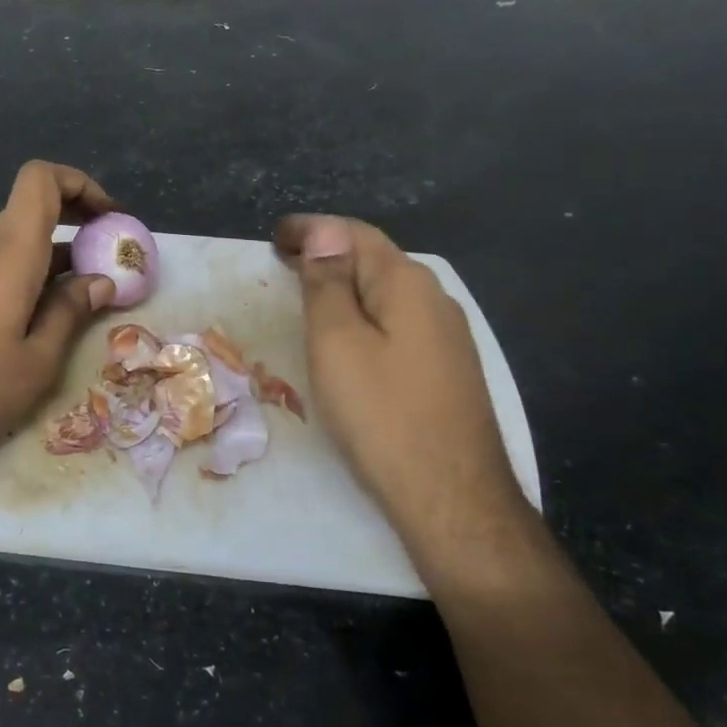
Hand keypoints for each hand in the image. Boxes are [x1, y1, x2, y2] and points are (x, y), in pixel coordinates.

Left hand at [0, 161, 118, 472]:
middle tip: (110, 254)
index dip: (80, 184)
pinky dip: (31, 273)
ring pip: (17, 240)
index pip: (40, 179)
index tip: (110, 219)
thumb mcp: (39, 360)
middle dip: (77, 220)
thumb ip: (71, 311)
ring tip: (88, 294)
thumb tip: (100, 281)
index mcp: (10, 251)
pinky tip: (45, 315)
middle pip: (32, 207)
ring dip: (56, 254)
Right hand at [274, 215, 521, 527]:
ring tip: (307, 296)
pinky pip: (398, 324)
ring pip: (387, 294)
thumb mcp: (337, 342)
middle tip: (282, 263)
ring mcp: (447, 337)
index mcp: (407, 283)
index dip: (311, 230)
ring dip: (345, 286)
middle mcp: (435, 299)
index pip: (354, 234)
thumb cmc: (381, 414)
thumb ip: (327, 283)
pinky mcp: (448, 369)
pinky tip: (350, 337)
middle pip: (374, 260)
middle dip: (327, 255)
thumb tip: (323, 231)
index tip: (274, 236)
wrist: (452, 497)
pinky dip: (365, 316)